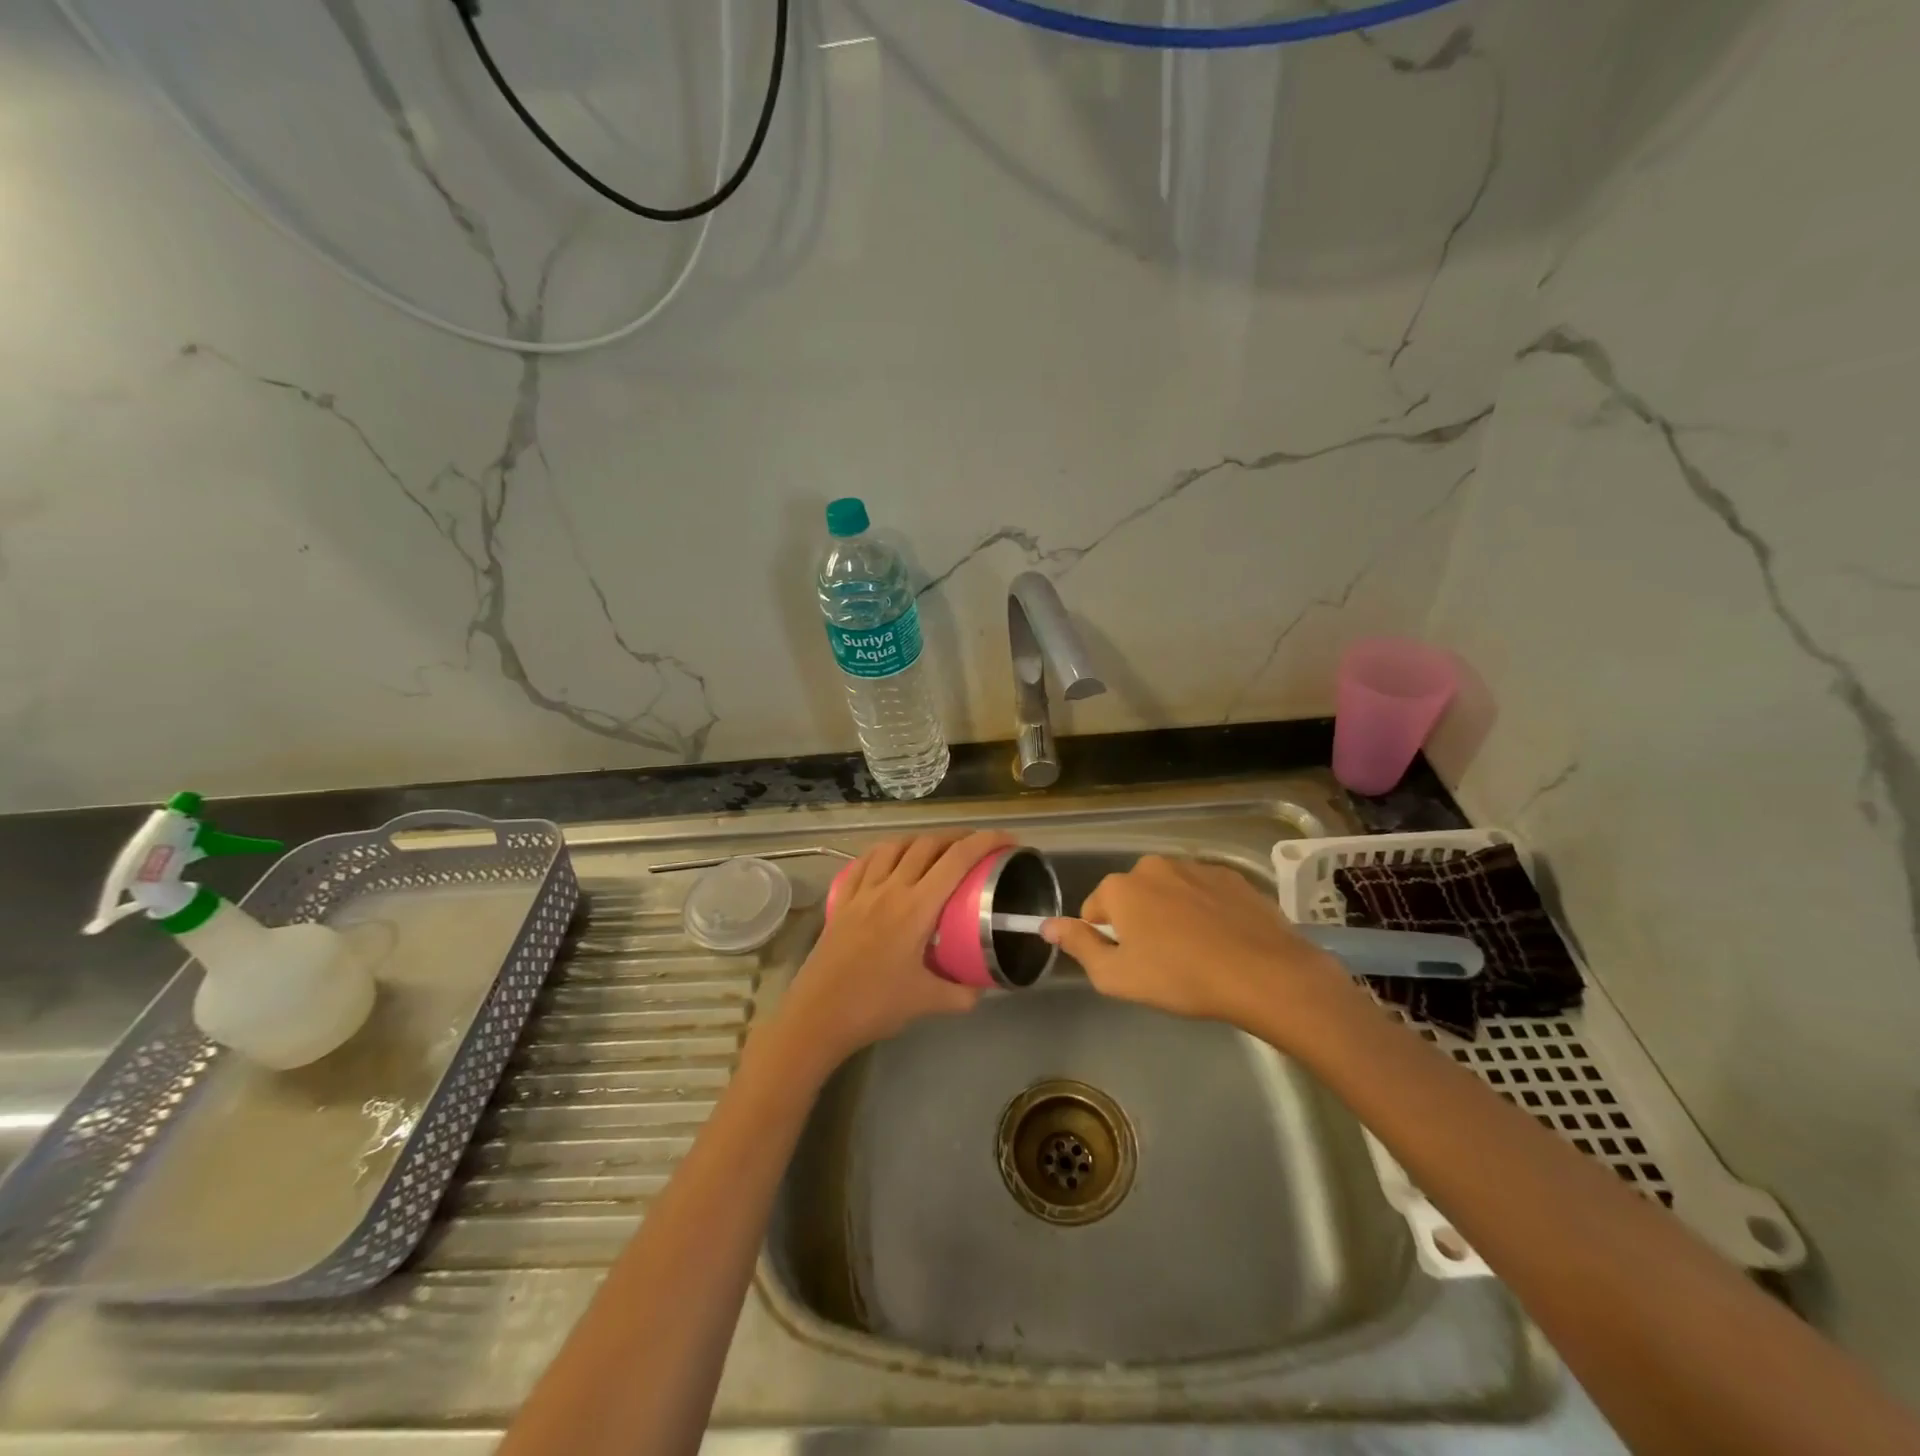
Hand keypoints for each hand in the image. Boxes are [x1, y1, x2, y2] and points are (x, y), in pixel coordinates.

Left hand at [772, 830, 1012, 1076]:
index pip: (957, 860)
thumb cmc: (874, 1006)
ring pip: (894, 846)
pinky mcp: (841, 900)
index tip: (1007, 840)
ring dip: (920, 840)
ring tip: (936, 849)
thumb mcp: (927, 1002)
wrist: (818, 1016)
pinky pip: (865, 862)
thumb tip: (983, 987)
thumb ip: (962, 993)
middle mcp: (890, 889)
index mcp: (916, 907)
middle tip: (976, 846)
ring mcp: (862, 891)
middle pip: (927, 845)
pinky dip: (885, 852)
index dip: (985, 842)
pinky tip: (890, 859)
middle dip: (957, 837)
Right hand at [1042, 855, 1356, 1045]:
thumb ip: (1077, 946)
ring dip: (1171, 914)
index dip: (1107, 940)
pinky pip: (1204, 892)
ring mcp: (1195, 867)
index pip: (1095, 910)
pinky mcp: (1232, 876)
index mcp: (1120, 887)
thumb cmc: (1179, 978)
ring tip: (1196, 953)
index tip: (1130, 965)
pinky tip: (1222, 941)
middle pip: (1132, 896)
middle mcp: (1153, 866)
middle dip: (1138, 923)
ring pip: (1169, 892)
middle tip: (1161, 962)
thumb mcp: (1116, 976)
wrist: (1263, 973)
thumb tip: (1047, 925)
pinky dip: (1205, 911)